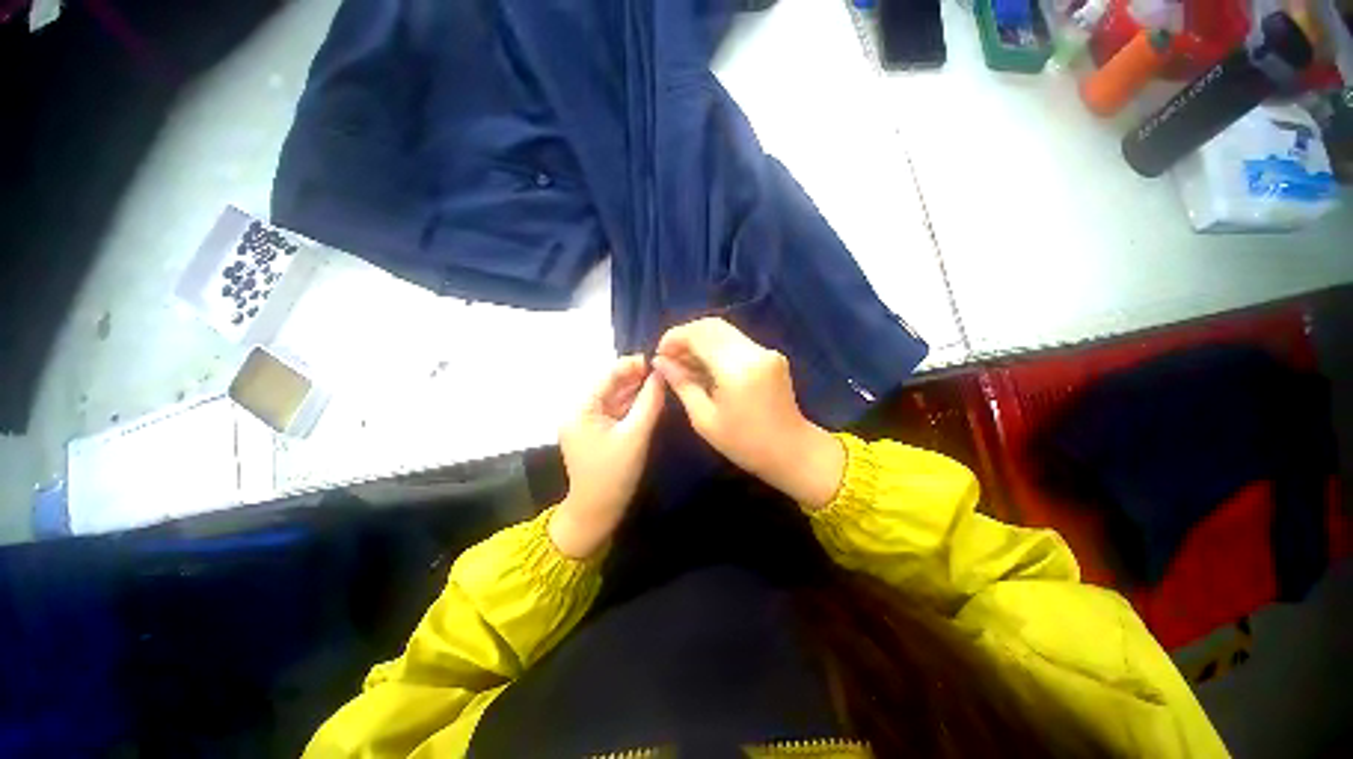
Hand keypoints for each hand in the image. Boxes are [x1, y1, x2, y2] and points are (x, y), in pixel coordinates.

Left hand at [551, 355, 665, 558]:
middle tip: (663, 371)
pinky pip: (615, 410)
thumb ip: (649, 402)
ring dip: (635, 389)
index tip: (657, 360)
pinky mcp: (596, 431)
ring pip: (614, 397)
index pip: (607, 376)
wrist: (597, 512)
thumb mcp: (635, 435)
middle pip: (610, 385)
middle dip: (635, 377)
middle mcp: (580, 410)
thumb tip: (661, 375)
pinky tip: (649, 398)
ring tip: (660, 381)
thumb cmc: (614, 474)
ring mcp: (587, 422)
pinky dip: (631, 404)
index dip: (632, 365)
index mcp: (581, 409)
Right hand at [653, 318, 843, 508]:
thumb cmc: (744, 443)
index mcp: (737, 368)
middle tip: (669, 355)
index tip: (659, 352)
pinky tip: (704, 364)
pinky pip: (735, 341)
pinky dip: (715, 346)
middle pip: (712, 325)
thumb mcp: (705, 418)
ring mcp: (765, 350)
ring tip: (683, 360)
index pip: (699, 334)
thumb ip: (682, 384)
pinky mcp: (770, 355)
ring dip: (700, 340)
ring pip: (724, 330)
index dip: (674, 337)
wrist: (791, 450)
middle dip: (685, 335)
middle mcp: (753, 351)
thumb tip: (660, 362)